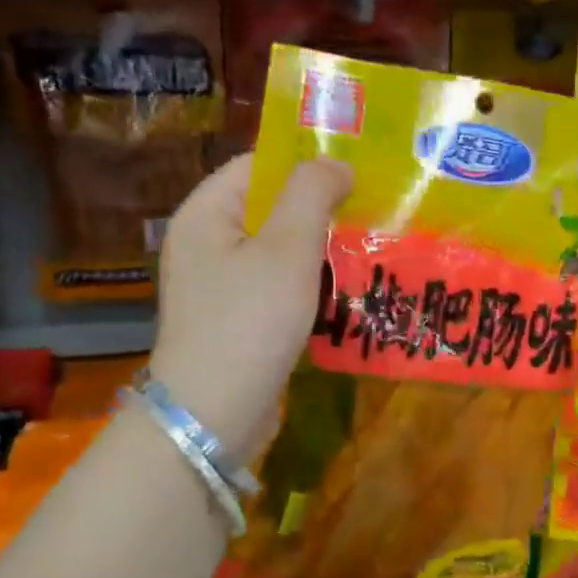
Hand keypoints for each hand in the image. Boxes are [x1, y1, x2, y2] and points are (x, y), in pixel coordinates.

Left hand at [148, 154, 351, 462]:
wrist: (214, 414)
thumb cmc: (250, 320)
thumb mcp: (287, 249)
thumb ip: (311, 194)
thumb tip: (335, 163)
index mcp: (206, 213)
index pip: (257, 165)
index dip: (305, 163)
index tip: (357, 174)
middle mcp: (206, 242)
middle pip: (269, 207)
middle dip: (319, 208)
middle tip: (371, 212)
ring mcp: (219, 284)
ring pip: (278, 248)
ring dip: (319, 247)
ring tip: (366, 248)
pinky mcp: (236, 318)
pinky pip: (277, 284)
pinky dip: (309, 282)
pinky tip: (343, 289)